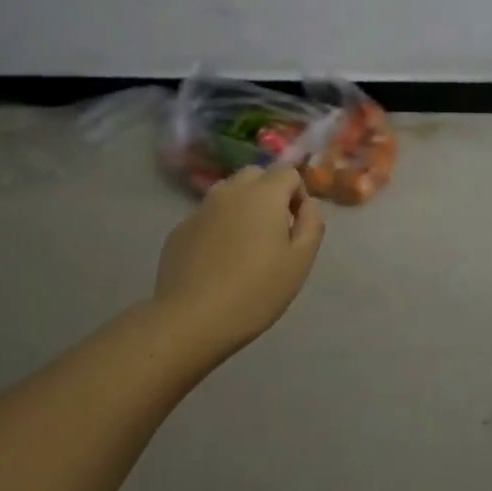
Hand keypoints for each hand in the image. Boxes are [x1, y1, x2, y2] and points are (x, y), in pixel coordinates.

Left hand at [155, 164, 325, 357]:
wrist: (191, 319)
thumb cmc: (255, 291)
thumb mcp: (300, 261)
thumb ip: (311, 224)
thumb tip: (308, 204)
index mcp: (264, 194)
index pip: (288, 172)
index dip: (298, 194)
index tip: (296, 225)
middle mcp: (230, 191)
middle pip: (256, 175)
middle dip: (269, 193)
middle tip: (273, 231)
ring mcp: (201, 209)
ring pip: (228, 193)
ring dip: (242, 206)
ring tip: (244, 244)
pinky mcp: (179, 229)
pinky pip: (207, 216)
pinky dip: (218, 226)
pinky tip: (217, 260)